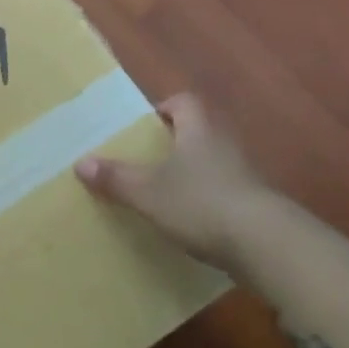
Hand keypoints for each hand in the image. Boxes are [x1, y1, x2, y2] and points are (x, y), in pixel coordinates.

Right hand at [75, 93, 274, 261]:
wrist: (267, 245)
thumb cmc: (201, 202)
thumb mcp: (147, 192)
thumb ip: (115, 178)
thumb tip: (81, 163)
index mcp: (199, 130)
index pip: (184, 102)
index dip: (163, 108)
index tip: (143, 125)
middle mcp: (225, 145)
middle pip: (198, 132)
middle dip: (173, 144)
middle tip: (144, 160)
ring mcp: (245, 176)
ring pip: (211, 164)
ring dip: (191, 174)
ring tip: (162, 193)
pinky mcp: (256, 206)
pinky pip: (224, 194)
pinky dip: (206, 202)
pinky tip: (189, 223)